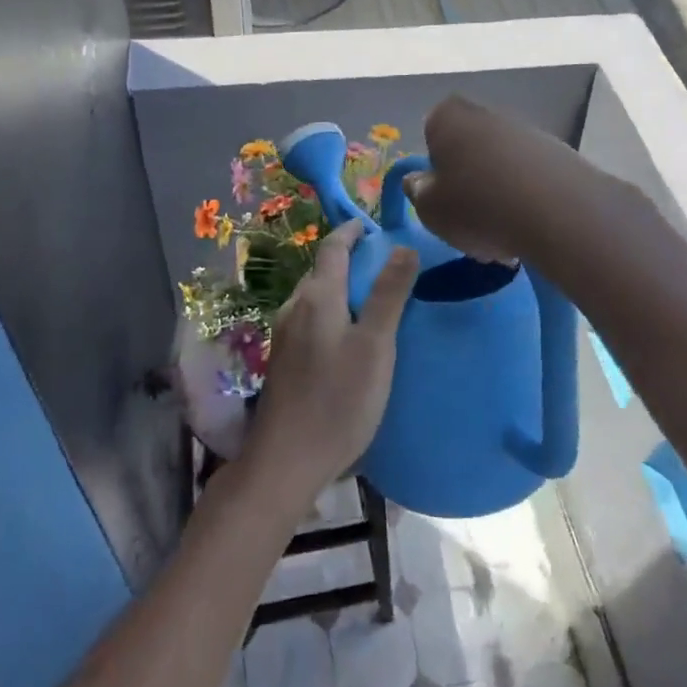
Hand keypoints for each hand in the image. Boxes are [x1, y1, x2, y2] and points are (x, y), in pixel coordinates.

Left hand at [242, 221, 418, 507]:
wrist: (286, 461)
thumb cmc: (338, 400)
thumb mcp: (375, 345)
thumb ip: (389, 294)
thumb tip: (403, 246)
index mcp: (317, 297)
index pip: (332, 248)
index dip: (351, 232)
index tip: (371, 226)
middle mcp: (294, 308)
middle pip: (322, 271)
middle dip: (349, 261)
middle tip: (384, 266)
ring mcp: (283, 336)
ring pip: (315, 298)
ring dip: (340, 289)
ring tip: (371, 301)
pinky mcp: (283, 361)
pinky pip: (310, 321)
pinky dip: (332, 313)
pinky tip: (348, 338)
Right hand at [401, 97, 599, 263]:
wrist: (560, 213)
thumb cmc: (478, 207)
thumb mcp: (431, 209)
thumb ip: (418, 191)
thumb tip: (418, 180)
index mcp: (449, 118)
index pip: (431, 130)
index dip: (434, 163)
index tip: (440, 193)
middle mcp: (487, 114)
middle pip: (470, 146)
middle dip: (468, 177)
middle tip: (469, 216)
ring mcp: (527, 131)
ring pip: (501, 162)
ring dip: (499, 190)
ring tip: (502, 231)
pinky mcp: (560, 153)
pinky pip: (531, 176)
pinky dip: (527, 197)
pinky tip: (529, 227)